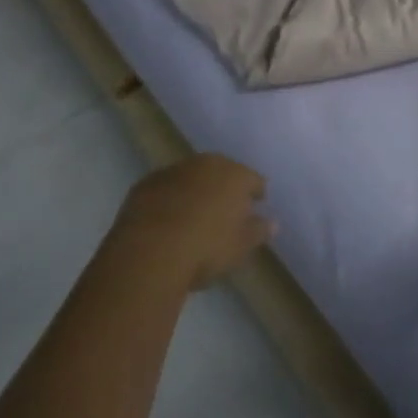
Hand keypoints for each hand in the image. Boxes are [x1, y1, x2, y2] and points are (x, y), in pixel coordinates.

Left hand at [109, 154, 274, 289]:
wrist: (149, 252)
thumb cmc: (205, 248)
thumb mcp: (240, 247)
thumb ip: (258, 231)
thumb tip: (272, 223)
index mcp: (235, 175)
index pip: (254, 179)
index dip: (257, 192)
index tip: (257, 202)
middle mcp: (207, 164)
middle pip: (222, 172)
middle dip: (225, 186)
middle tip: (225, 208)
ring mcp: (174, 171)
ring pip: (192, 177)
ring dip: (196, 190)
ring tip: (194, 213)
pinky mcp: (146, 184)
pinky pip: (166, 188)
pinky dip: (169, 198)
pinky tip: (166, 218)